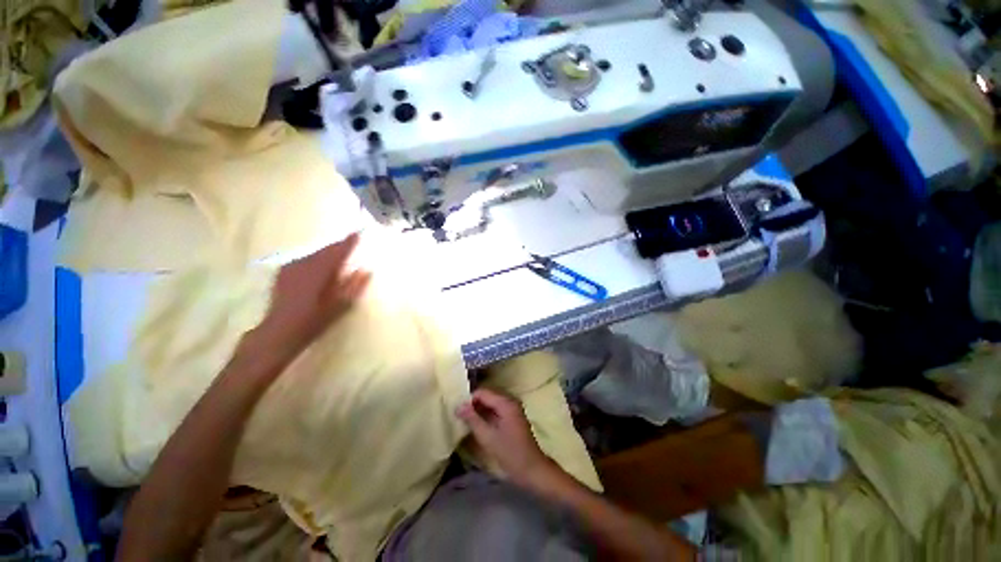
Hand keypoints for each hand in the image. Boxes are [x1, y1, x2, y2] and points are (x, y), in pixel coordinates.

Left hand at [253, 233, 370, 360]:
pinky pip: (305, 259)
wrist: (279, 331)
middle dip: (339, 246)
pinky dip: (316, 258)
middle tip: (351, 241)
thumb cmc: (314, 320)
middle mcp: (304, 264)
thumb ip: (354, 286)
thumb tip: (366, 270)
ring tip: (338, 253)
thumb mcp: (340, 305)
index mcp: (320, 271)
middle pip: (326, 250)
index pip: (338, 251)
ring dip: (328, 252)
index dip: (349, 242)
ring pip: (315, 254)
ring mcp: (291, 267)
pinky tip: (319, 264)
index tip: (359, 231)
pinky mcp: (283, 272)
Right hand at [457, 389, 553, 486]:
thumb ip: (472, 420)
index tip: (457, 411)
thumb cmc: (510, 453)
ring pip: (490, 403)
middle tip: (459, 416)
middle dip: (473, 404)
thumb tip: (458, 406)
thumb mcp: (488, 437)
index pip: (483, 392)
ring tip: (465, 421)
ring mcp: (512, 408)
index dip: (469, 400)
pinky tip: (477, 425)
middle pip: (487, 396)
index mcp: (506, 403)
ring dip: (479, 410)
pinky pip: (496, 409)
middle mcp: (510, 401)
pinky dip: (486, 415)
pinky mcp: (512, 417)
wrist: (532, 469)